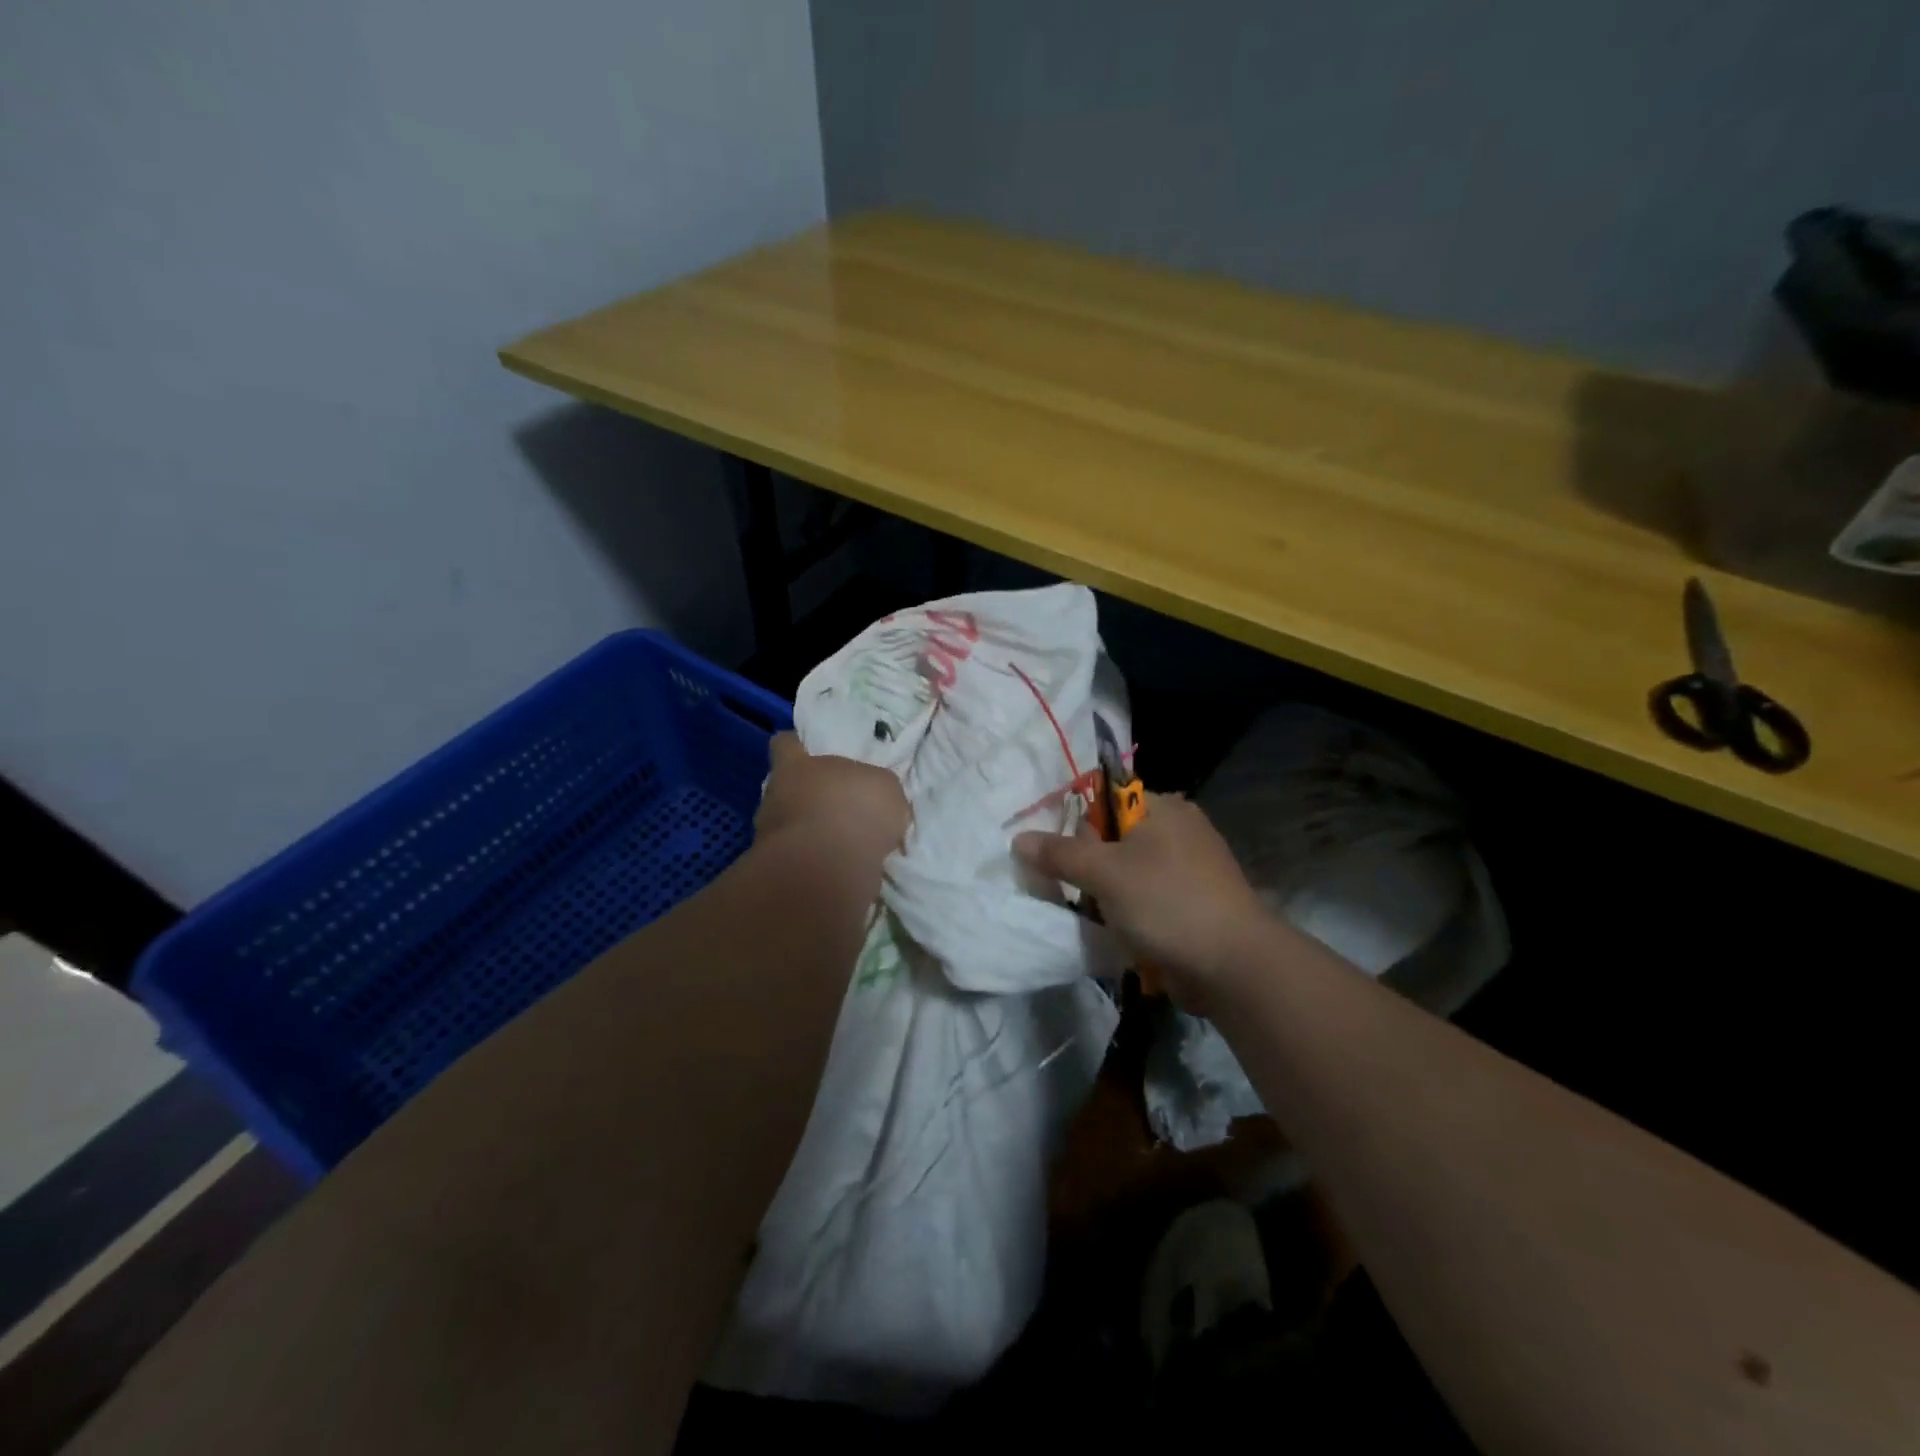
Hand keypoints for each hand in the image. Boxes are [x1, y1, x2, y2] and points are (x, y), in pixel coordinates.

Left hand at [756, 733, 909, 867]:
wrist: (829, 868)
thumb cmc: (855, 809)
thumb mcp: (885, 787)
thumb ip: (875, 787)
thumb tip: (873, 798)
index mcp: (795, 766)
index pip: (785, 744)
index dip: (796, 746)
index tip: (808, 751)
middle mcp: (774, 797)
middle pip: (786, 789)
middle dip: (808, 797)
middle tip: (838, 806)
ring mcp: (769, 837)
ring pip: (790, 828)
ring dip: (812, 835)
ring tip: (844, 846)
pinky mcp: (777, 872)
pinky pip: (800, 862)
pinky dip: (818, 865)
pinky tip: (843, 871)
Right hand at [1014, 794, 1271, 1004]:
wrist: (1234, 965)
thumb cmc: (1166, 902)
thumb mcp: (1104, 873)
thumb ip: (1059, 853)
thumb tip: (1018, 838)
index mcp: (1162, 807)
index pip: (1104, 800)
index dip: (1076, 826)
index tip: (1060, 858)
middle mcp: (1178, 828)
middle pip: (1113, 838)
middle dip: (1088, 866)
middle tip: (1076, 892)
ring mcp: (1190, 867)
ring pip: (1128, 872)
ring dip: (1106, 894)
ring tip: (1093, 917)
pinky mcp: (1194, 902)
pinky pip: (1147, 897)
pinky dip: (1130, 912)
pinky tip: (1119, 932)